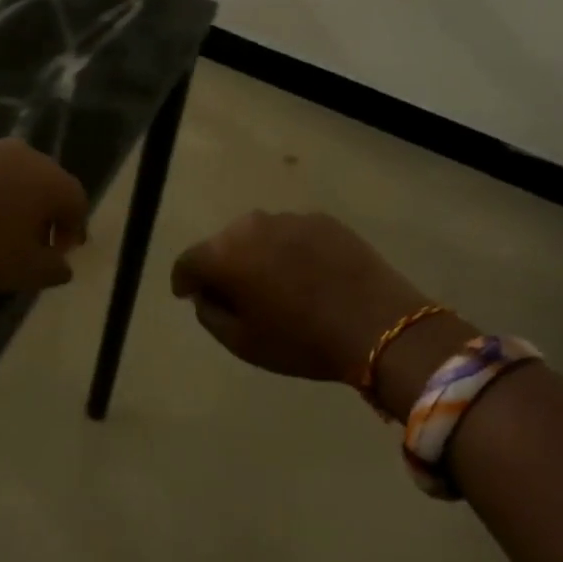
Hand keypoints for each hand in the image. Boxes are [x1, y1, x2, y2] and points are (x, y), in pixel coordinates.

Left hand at [0, 138, 89, 291]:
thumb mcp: (22, 271)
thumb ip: (52, 269)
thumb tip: (63, 265)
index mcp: (49, 180)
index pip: (77, 201)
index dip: (73, 230)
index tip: (60, 254)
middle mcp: (23, 155)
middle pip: (46, 183)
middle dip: (44, 214)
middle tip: (32, 243)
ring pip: (10, 176)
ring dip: (11, 202)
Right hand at [171, 211, 431, 382]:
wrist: (379, 325)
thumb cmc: (301, 340)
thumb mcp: (242, 343)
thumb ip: (210, 314)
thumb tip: (206, 294)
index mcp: (225, 254)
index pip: (188, 261)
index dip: (183, 280)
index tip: (188, 295)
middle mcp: (251, 225)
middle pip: (222, 243)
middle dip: (222, 266)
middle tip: (236, 295)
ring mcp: (290, 218)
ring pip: (258, 236)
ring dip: (257, 256)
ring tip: (275, 284)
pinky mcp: (324, 220)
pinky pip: (291, 235)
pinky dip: (289, 251)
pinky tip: (307, 276)